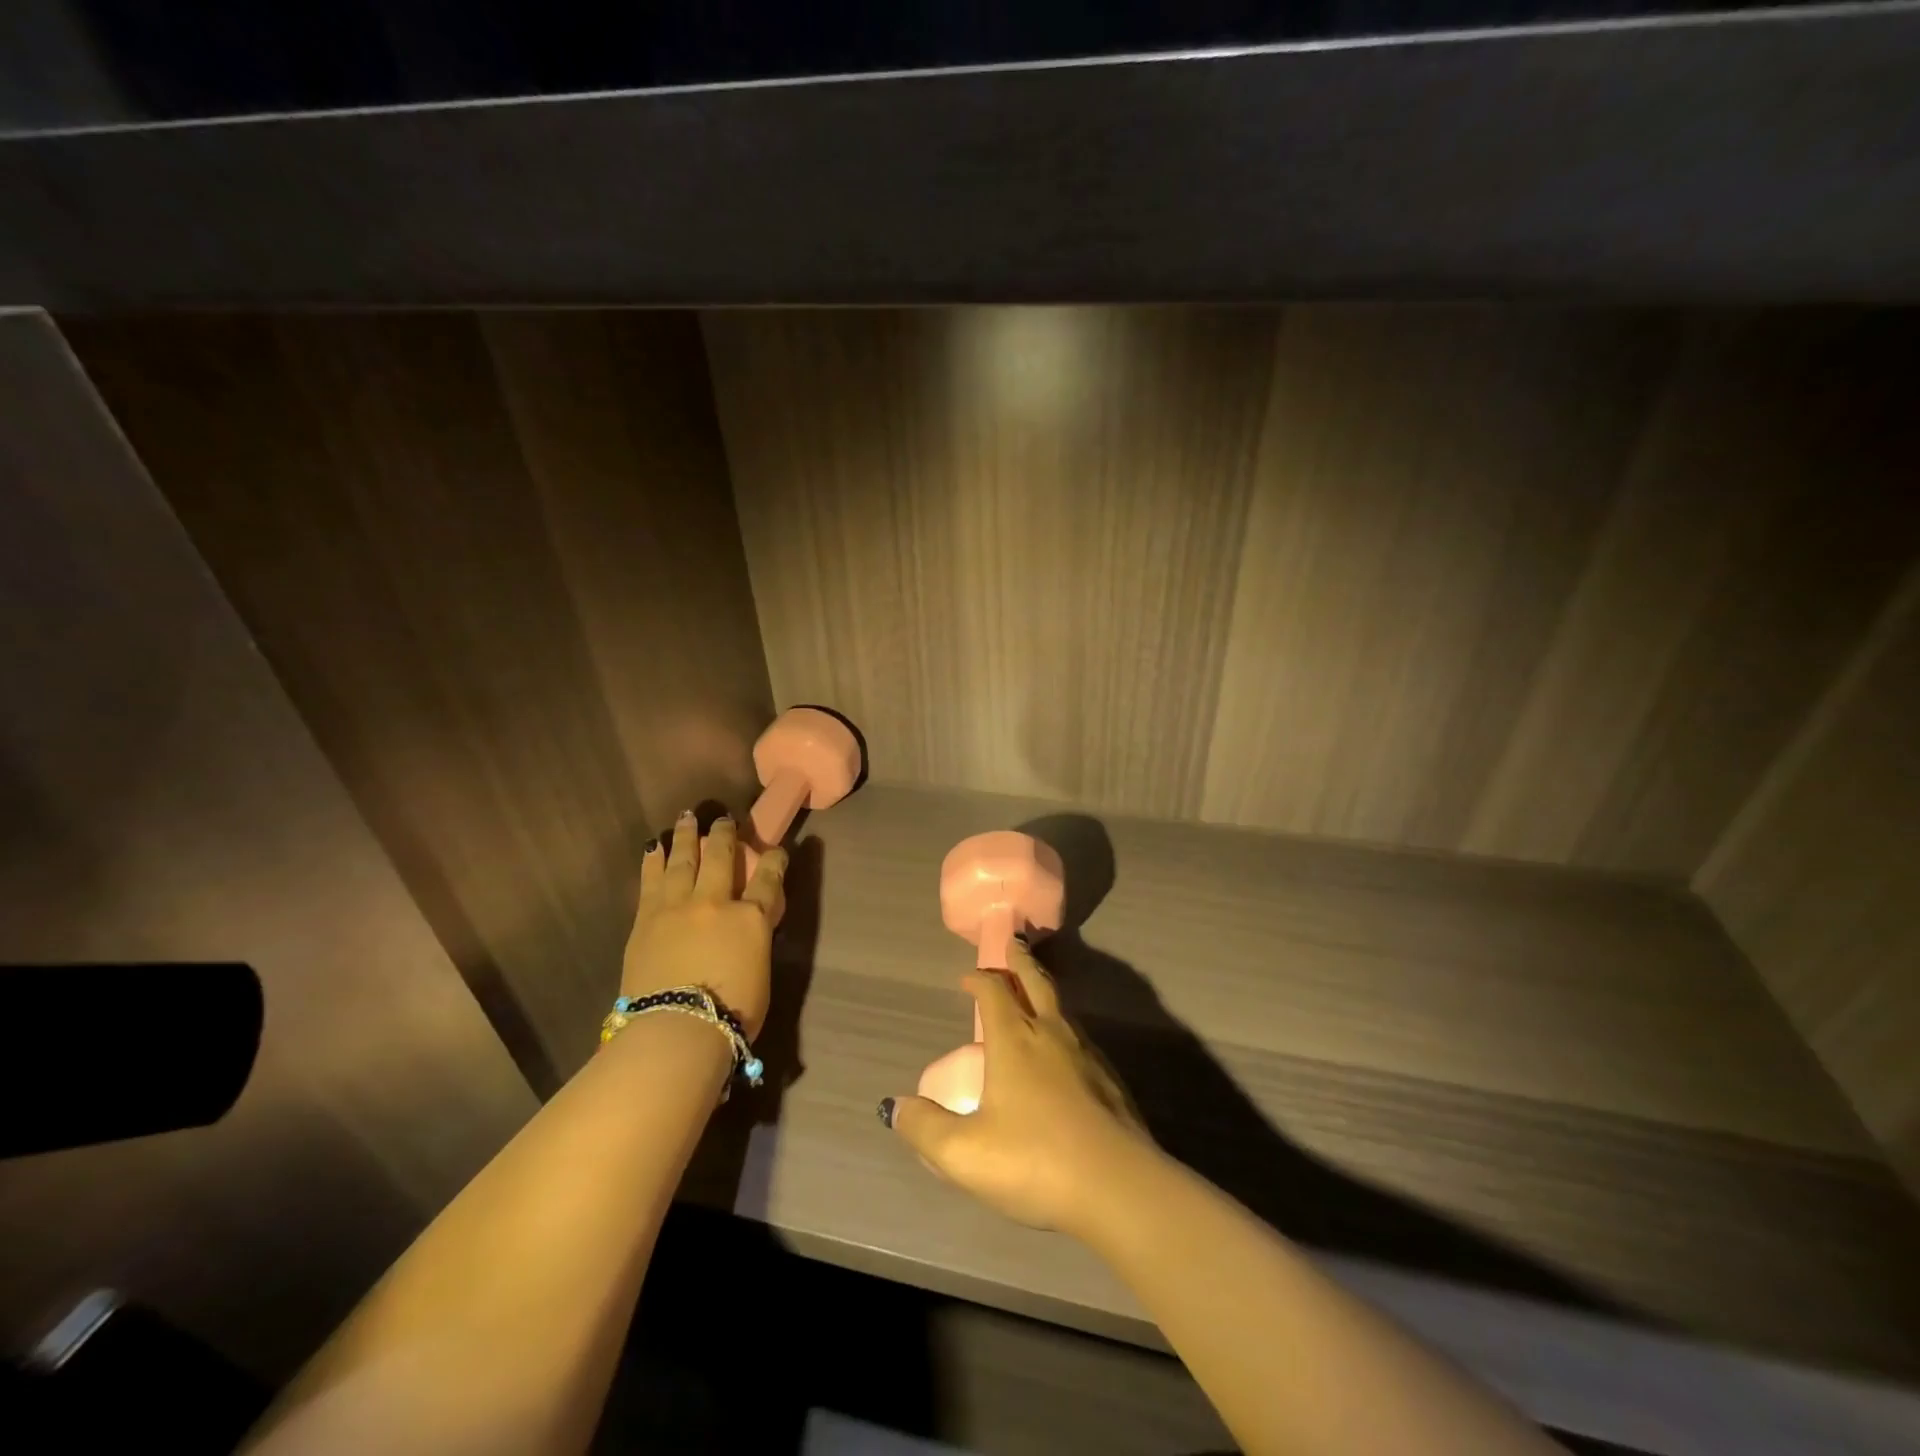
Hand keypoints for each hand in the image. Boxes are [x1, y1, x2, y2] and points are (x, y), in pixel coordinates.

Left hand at [621, 811, 786, 1039]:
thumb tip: (746, 934)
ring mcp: (679, 907)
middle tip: (725, 819)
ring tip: (688, 816)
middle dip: (725, 835)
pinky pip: (652, 880)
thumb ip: (753, 944)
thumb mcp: (760, 975)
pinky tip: (653, 846)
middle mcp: (717, 903)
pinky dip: (654, 860)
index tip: (776, 849)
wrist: (676, 1030)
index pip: (769, 880)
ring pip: (685, 860)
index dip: (774, 860)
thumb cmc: (731, 1015)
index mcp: (752, 920)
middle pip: (723, 858)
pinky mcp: (647, 918)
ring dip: (687, 836)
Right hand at [884, 942, 1155, 1236]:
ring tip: (1035, 991)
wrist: (1120, 1187)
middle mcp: (1050, 1034)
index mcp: (1014, 1041)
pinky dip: (1063, 1025)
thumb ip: (925, 1129)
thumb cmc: (1035, 1162)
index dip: (978, 980)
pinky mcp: (1109, 1078)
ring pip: (1061, 1006)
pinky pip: (1079, 1035)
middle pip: (1035, 982)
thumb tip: (894, 1107)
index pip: (993, 993)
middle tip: (1014, 943)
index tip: (967, 977)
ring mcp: (1086, 1053)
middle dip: (1020, 961)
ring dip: (1043, 989)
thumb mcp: (965, 1154)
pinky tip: (1063, 1049)